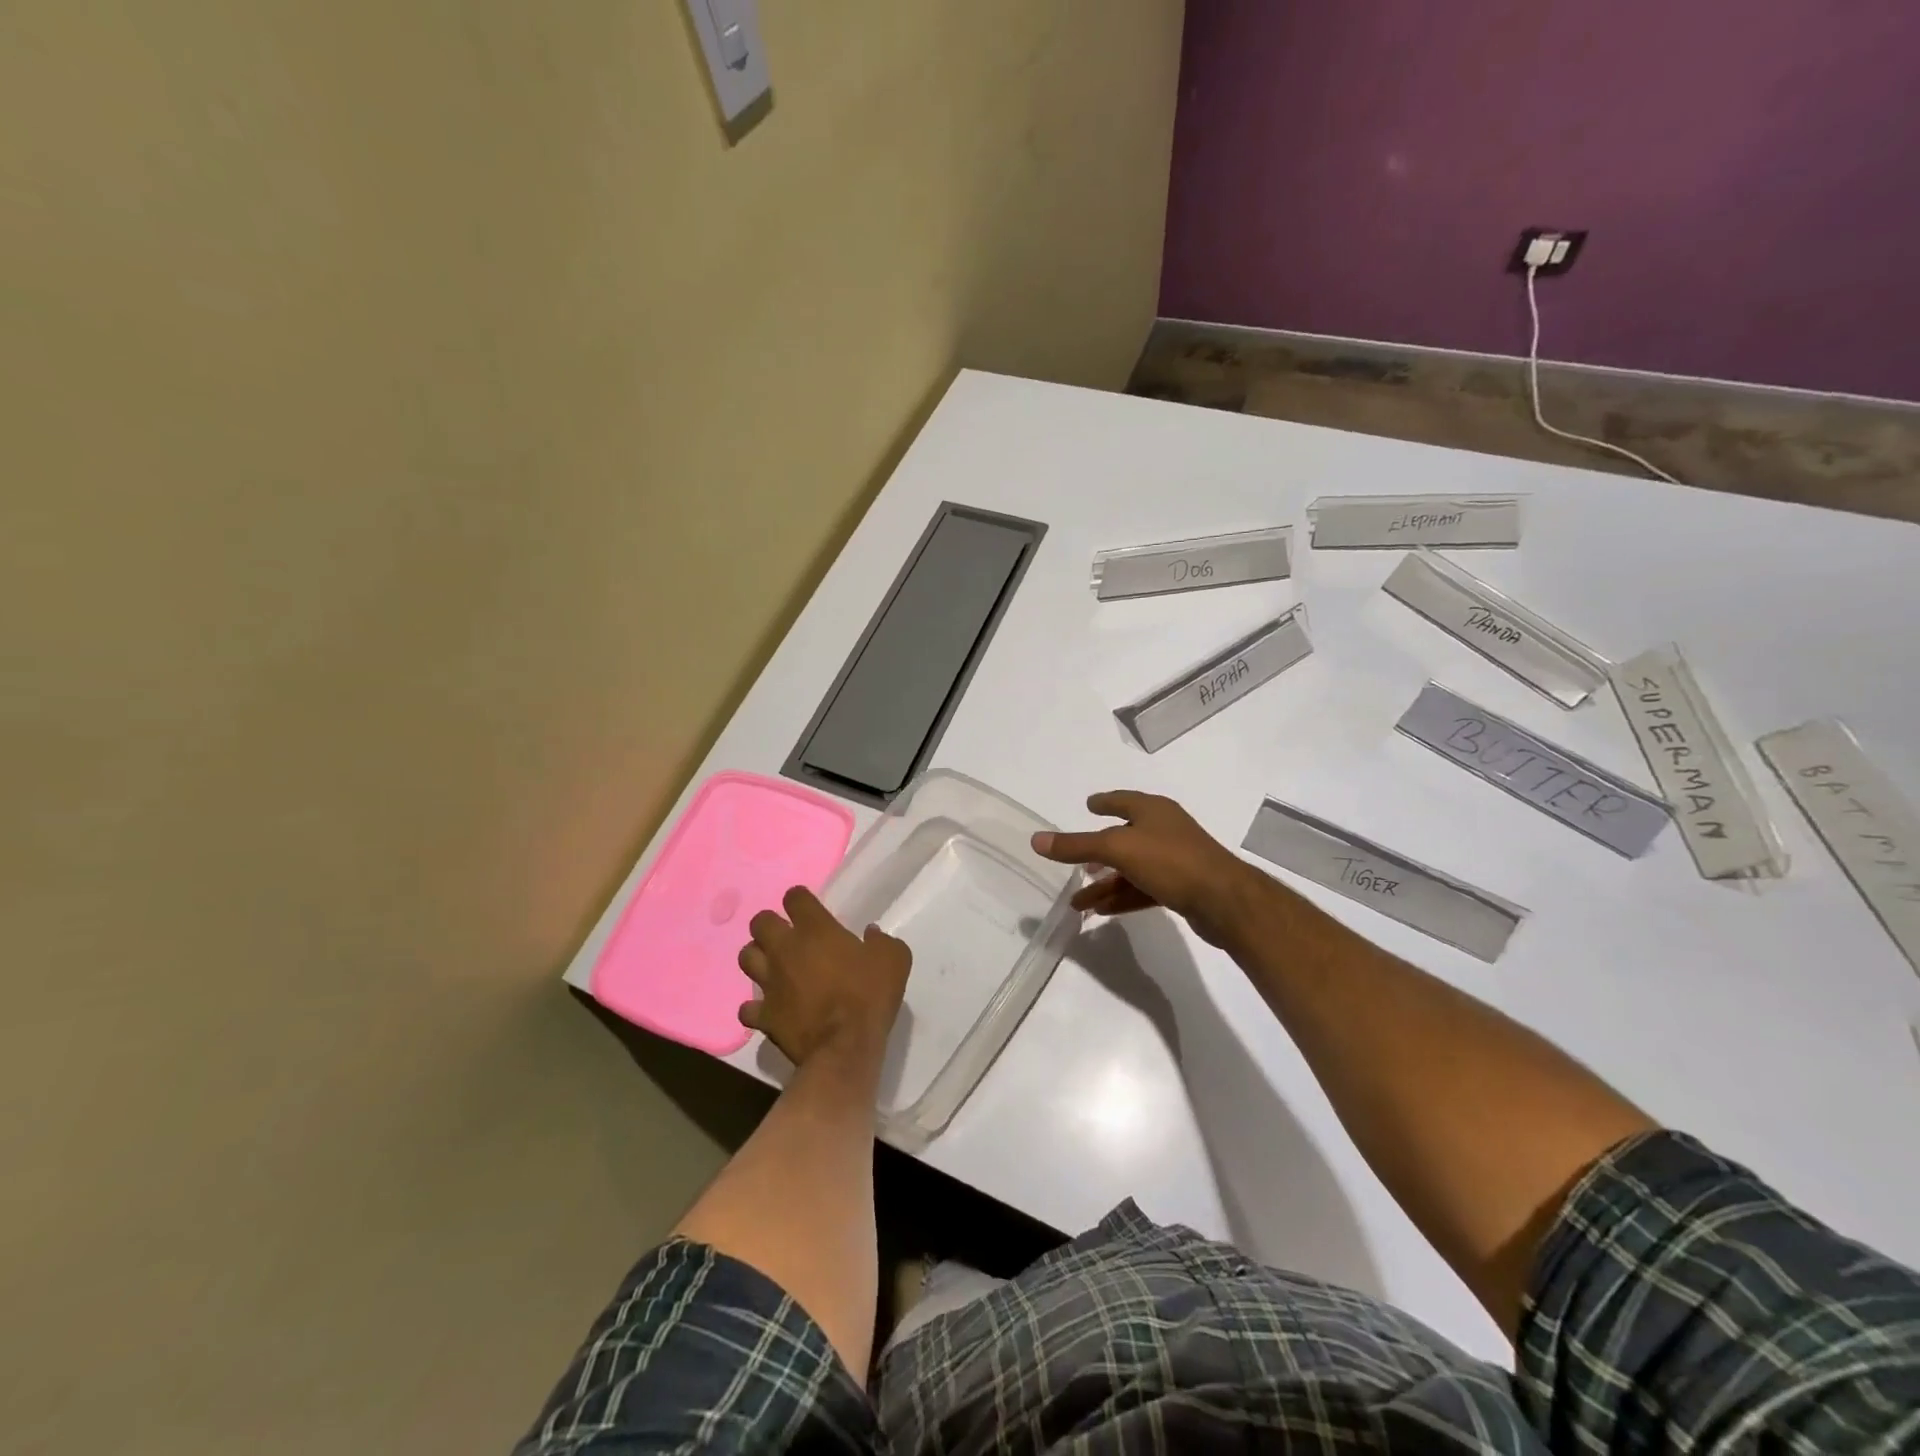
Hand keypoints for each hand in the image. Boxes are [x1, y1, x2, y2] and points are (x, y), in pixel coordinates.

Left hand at [738, 887, 910, 1068]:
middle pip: (760, 922)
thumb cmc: (869, 995)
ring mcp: (770, 983)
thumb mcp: (894, 959)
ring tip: (773, 967)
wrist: (845, 1046)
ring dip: (758, 958)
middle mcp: (785, 949)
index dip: (799, 900)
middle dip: (770, 925)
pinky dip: (755, 1007)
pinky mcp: (764, 1015)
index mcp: (815, 929)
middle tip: (787, 937)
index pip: (794, 898)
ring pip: (746, 957)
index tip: (809, 909)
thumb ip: (882, 941)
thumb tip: (871, 934)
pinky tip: (769, 1008)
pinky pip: (747, 1008)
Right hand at [1031, 791, 1263, 947]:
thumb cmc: (1170, 861)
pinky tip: (1103, 911)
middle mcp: (1165, 830)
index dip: (1104, 802)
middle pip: (1124, 838)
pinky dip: (1123, 897)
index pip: (1122, 800)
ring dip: (1105, 883)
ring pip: (1131, 869)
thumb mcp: (1116, 849)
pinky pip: (1143, 889)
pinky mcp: (1182, 888)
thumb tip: (1036, 839)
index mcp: (1153, 811)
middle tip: (1077, 861)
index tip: (1088, 804)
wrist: (1225, 901)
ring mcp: (1175, 860)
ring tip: (1077, 902)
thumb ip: (1076, 845)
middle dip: (1098, 852)